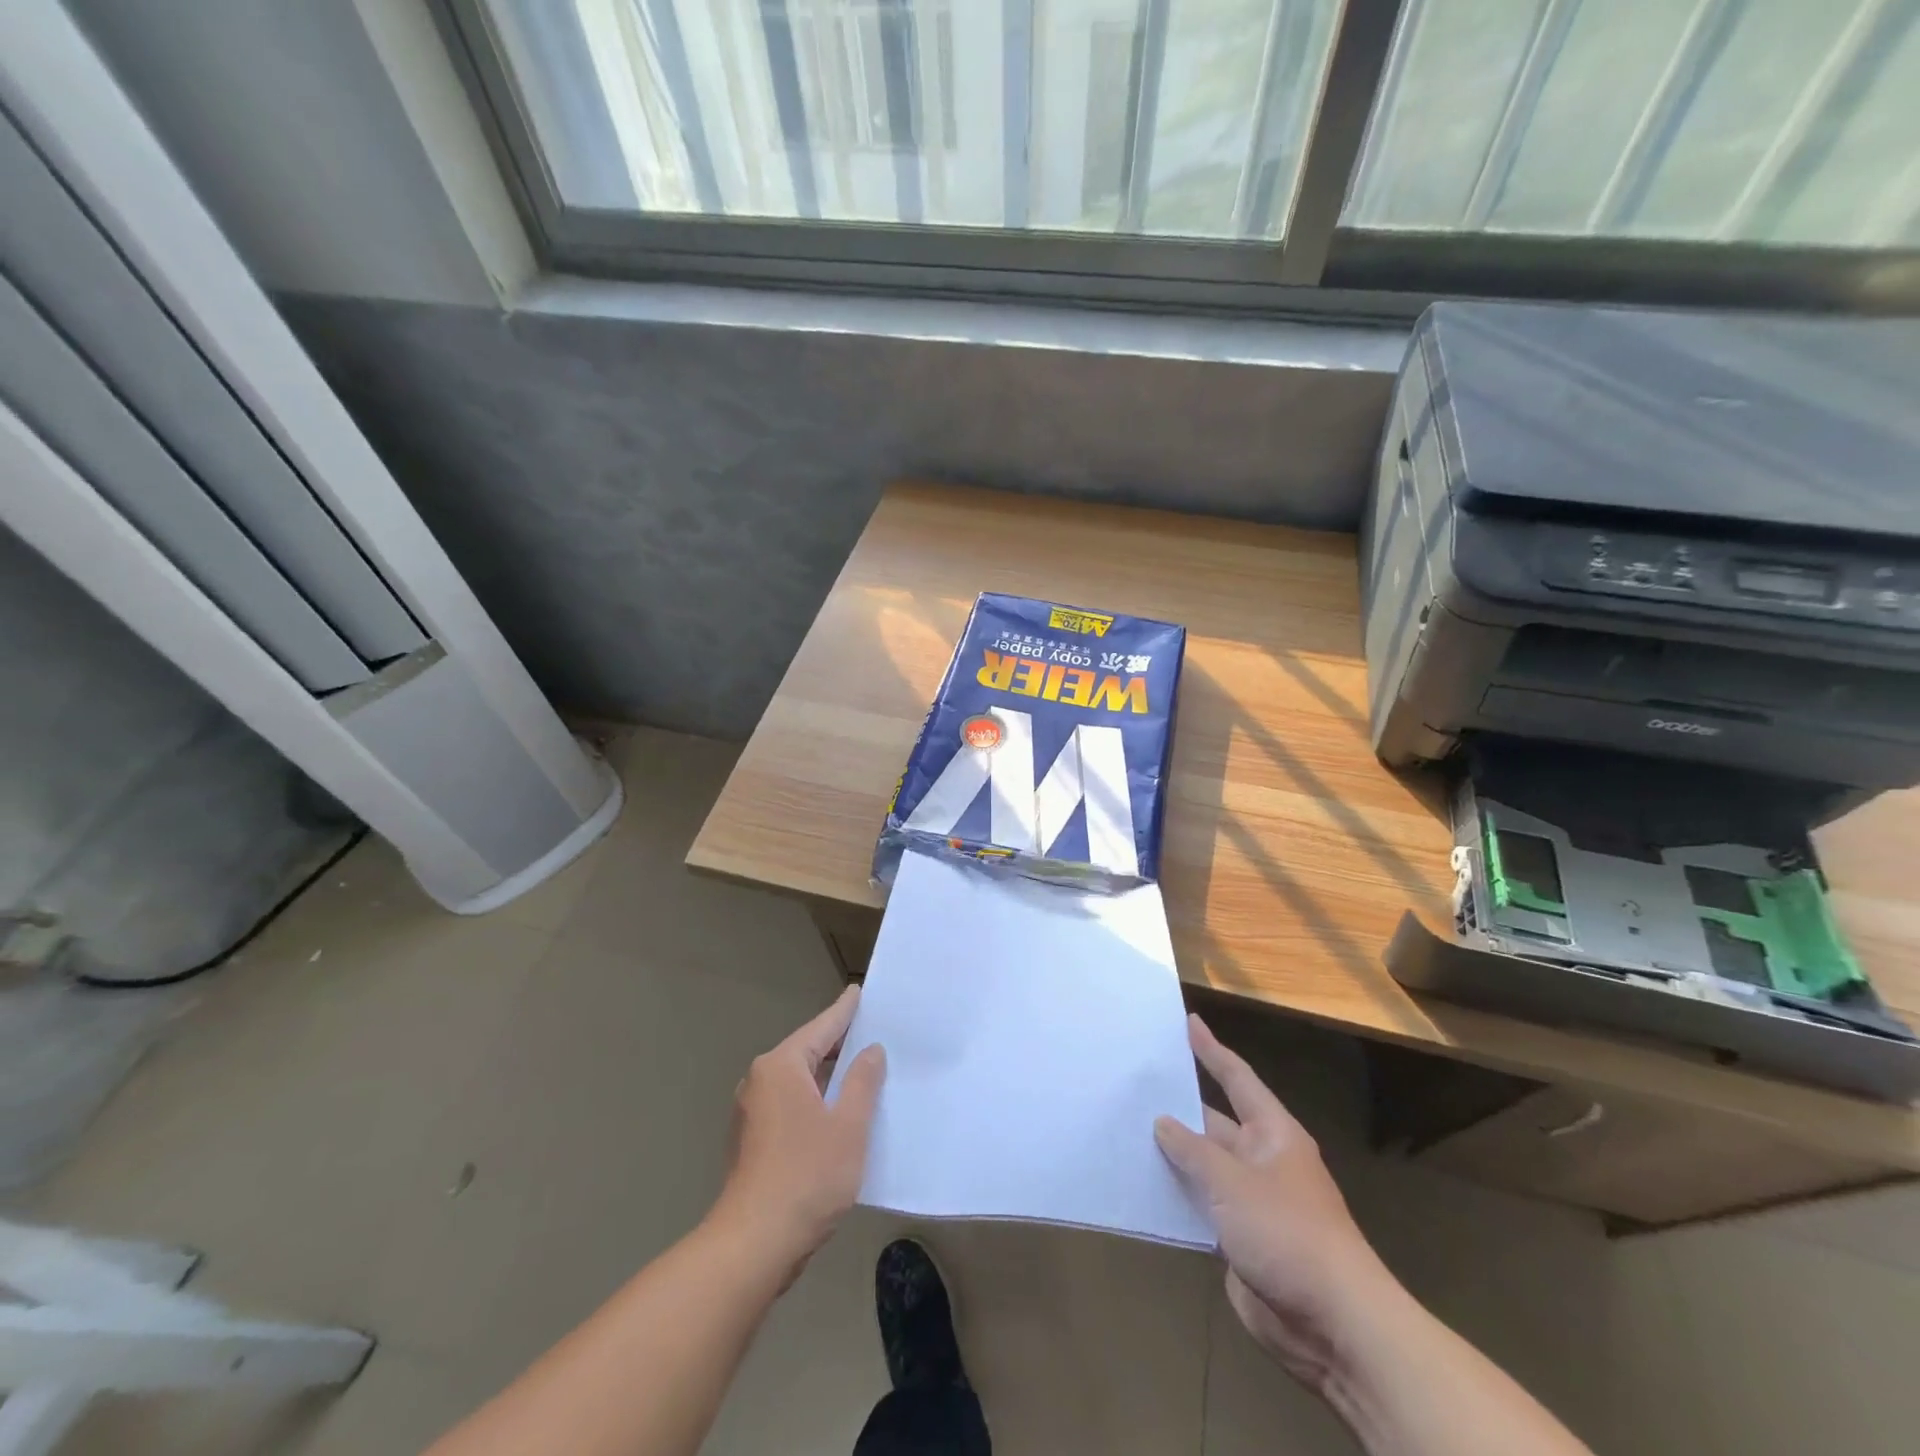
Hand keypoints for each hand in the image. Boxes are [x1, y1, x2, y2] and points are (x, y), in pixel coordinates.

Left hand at [710, 986, 886, 1271]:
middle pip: (807, 1052)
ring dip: (827, 1077)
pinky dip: (814, 1100)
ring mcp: (752, 1112)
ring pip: (798, 1081)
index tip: (859, 992)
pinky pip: (790, 1104)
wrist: (753, 1245)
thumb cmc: (806, 1176)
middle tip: (873, 1032)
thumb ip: (863, 1081)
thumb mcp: (849, 1125)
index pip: (822, 1028)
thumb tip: (870, 1051)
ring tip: (862, 1070)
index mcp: (781, 1066)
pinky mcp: (752, 1140)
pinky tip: (837, 1112)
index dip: (845, 1011)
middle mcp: (760, 1080)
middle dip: (839, 1044)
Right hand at [1155, 1015, 1398, 1391]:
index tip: (1188, 1022)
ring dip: (1173, 1154)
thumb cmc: (1287, 1233)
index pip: (1236, 1078)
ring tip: (1124, 1129)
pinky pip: (1201, 1205)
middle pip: (1213, 1122)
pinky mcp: (1240, 1238)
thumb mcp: (1232, 1183)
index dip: (1211, 1050)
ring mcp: (1251, 1200)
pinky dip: (1176, 1194)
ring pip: (1203, 1166)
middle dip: (1178, 1106)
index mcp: (1273, 1133)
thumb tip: (1162, 1121)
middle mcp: (1262, 1159)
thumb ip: (1192, 1150)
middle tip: (1134, 1082)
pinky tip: (1142, 1185)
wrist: (1333, 1324)